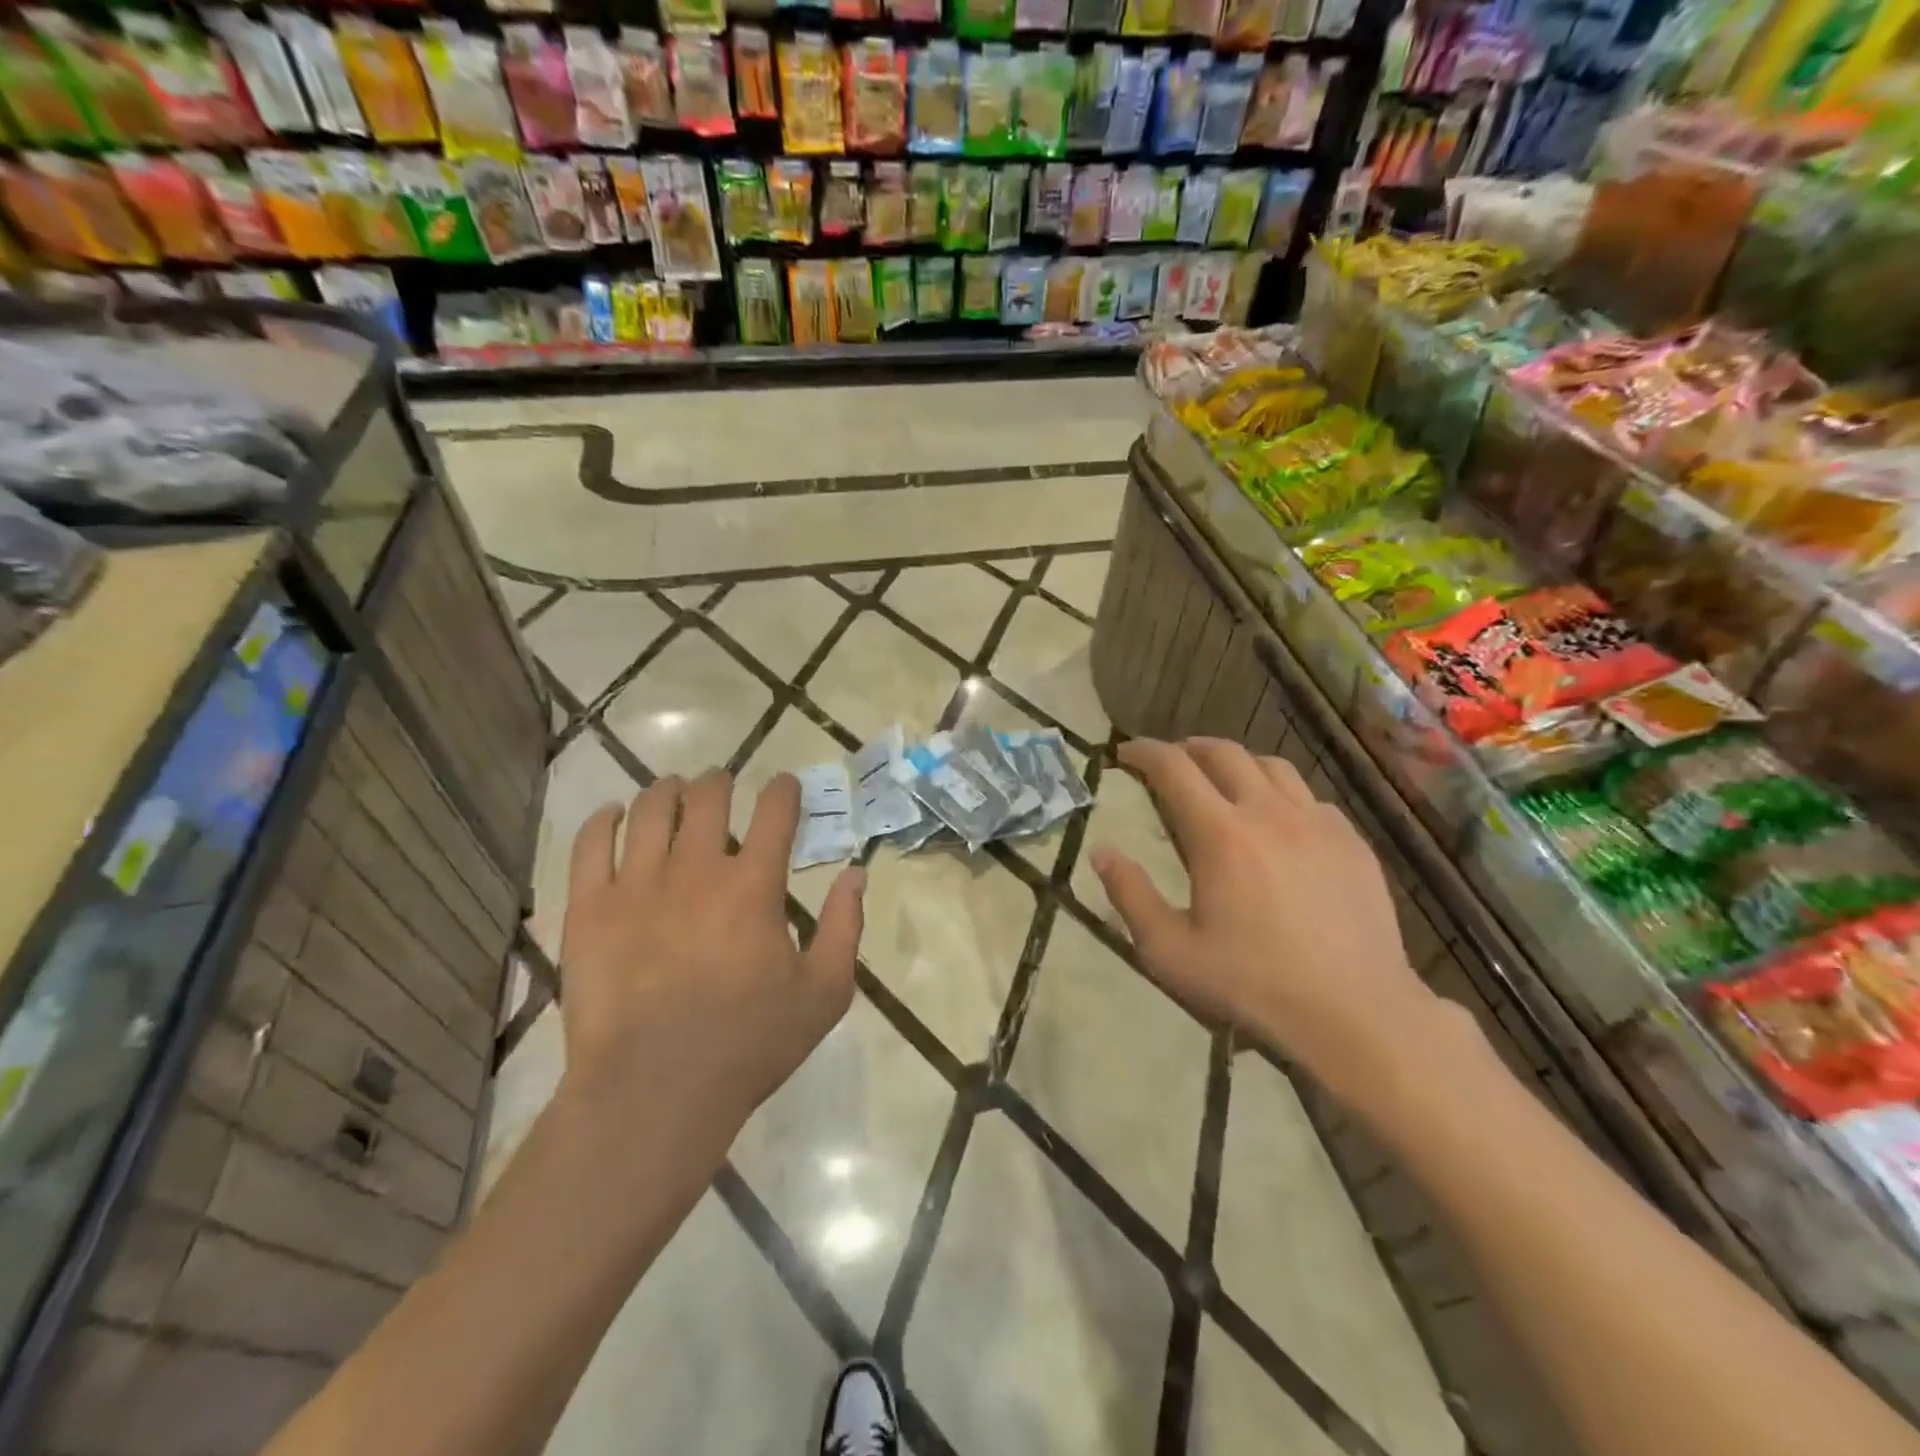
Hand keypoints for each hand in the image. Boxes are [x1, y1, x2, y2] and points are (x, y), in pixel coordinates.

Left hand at [557, 770, 863, 1140]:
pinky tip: (614, 814)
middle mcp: (696, 869)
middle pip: (708, 798)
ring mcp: (636, 884)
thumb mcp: (824, 992)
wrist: (654, 1092)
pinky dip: (604, 820)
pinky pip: (590, 845)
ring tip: (673, 788)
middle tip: (723, 782)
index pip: (775, 812)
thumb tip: (856, 873)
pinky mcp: (589, 908)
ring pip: (651, 810)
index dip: (784, 790)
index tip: (786, 786)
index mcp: (754, 885)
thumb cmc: (749, 1043)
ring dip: (668, 790)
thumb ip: (843, 926)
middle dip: (721, 781)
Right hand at [1090, 738, 1437, 1097]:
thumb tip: (1101, 851)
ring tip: (1223, 781)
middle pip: (1224, 752)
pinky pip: (1310, 798)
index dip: (1144, 752)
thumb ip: (1130, 895)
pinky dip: (1283, 796)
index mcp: (1220, 834)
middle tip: (1170, 762)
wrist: (1354, 1012)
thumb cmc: (1251, 983)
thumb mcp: (1170, 950)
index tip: (1125, 753)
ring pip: (1272, 766)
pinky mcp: (1352, 842)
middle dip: (1188, 747)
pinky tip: (1279, 823)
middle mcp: (1269, 812)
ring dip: (1238, 763)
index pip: (1173, 767)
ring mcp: (1317, 823)